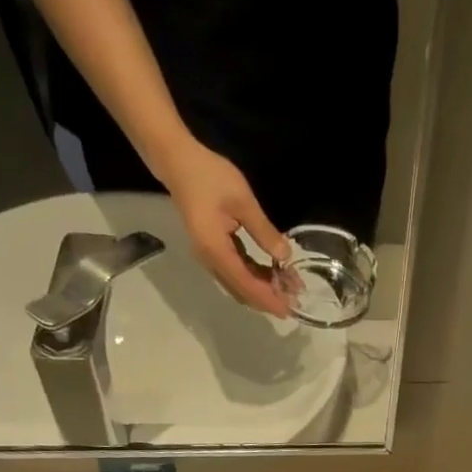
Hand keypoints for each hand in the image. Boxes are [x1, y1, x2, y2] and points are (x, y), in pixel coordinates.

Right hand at [154, 138, 290, 315]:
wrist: (177, 161)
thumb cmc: (209, 176)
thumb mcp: (243, 201)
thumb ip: (264, 232)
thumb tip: (286, 257)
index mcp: (216, 251)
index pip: (247, 285)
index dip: (269, 299)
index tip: (289, 309)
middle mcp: (210, 261)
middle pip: (243, 291)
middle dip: (269, 298)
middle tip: (294, 300)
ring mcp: (209, 258)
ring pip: (239, 284)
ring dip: (263, 288)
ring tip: (288, 286)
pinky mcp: (212, 251)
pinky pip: (235, 272)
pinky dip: (254, 276)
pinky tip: (272, 273)